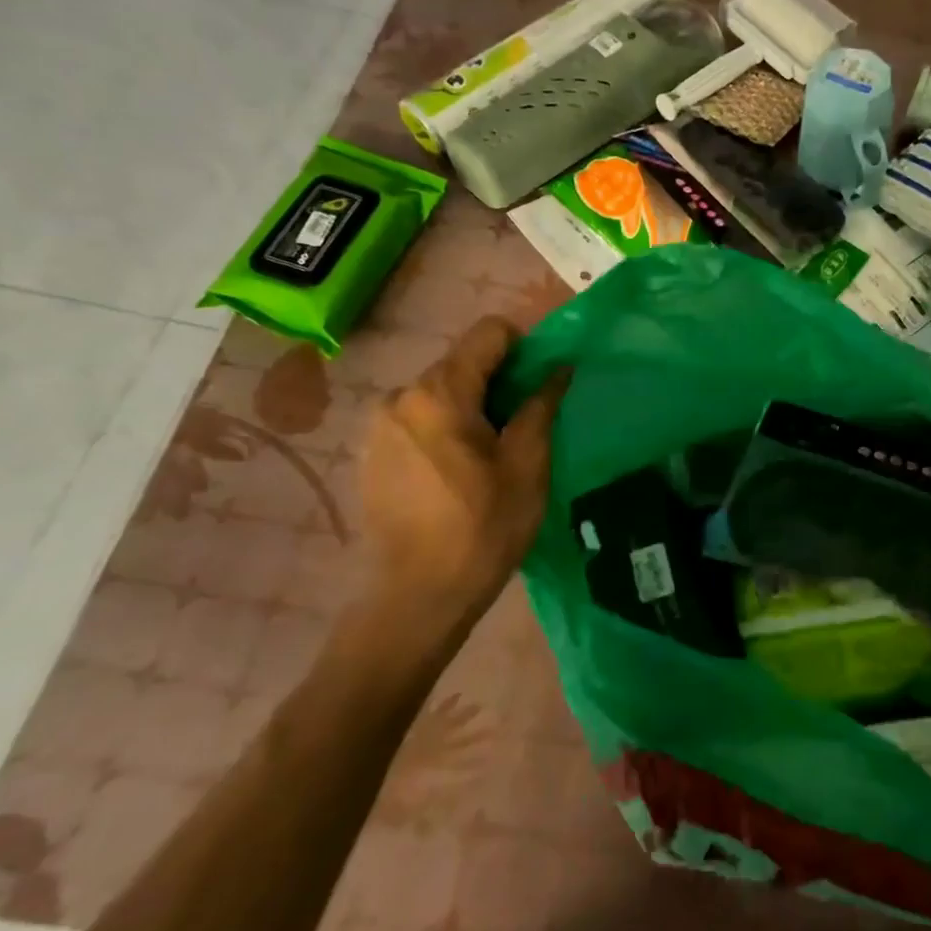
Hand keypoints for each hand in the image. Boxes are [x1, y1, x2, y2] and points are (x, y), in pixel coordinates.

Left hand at [357, 317, 568, 657]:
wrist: (417, 597)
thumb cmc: (482, 529)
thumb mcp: (527, 465)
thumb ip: (541, 406)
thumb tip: (560, 367)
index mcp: (439, 393)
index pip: (488, 333)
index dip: (526, 347)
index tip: (542, 385)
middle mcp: (399, 396)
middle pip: (463, 362)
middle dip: (500, 383)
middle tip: (523, 428)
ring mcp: (378, 425)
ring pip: (441, 392)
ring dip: (473, 407)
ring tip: (491, 456)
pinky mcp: (370, 452)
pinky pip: (419, 418)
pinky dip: (446, 428)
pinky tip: (458, 473)